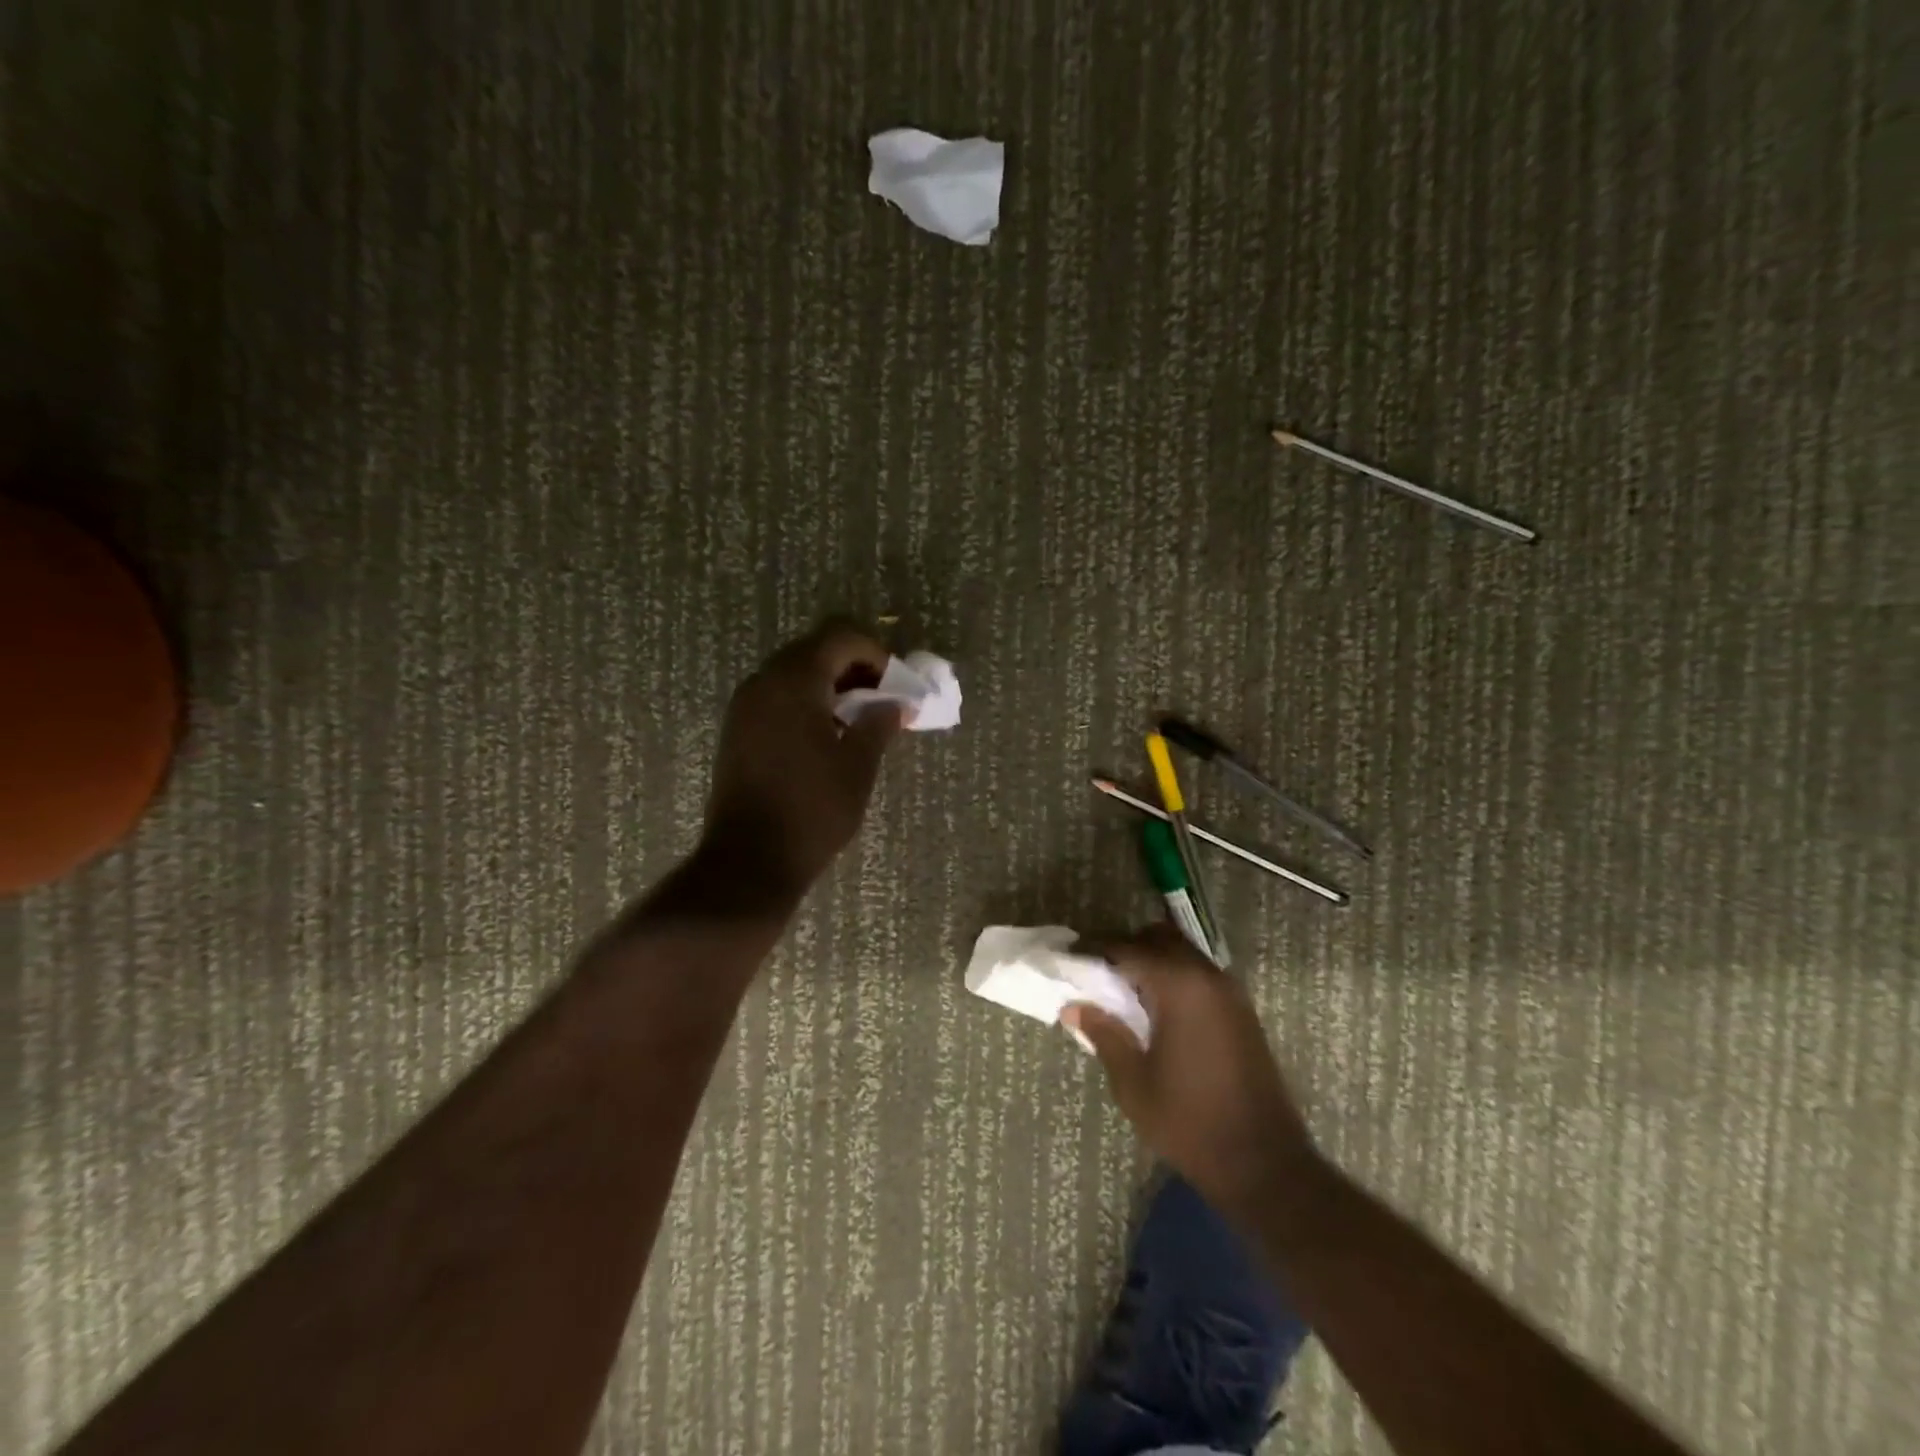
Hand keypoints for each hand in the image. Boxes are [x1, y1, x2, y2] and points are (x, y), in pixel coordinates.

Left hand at [702, 621, 902, 902]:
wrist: (749, 858)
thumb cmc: (813, 808)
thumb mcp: (858, 765)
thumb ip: (879, 723)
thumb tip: (897, 704)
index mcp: (794, 681)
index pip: (839, 638)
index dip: (874, 653)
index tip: (895, 683)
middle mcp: (764, 682)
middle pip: (814, 651)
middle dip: (853, 667)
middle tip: (881, 698)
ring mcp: (745, 706)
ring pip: (793, 674)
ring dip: (829, 685)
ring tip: (858, 719)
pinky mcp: (737, 731)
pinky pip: (777, 698)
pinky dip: (806, 702)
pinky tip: (826, 735)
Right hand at [1064, 925, 1319, 1216]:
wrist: (1264, 1163)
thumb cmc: (1189, 1121)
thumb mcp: (1133, 1082)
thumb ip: (1104, 1034)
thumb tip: (1073, 1006)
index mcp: (1179, 985)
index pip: (1127, 948)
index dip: (1094, 949)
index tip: (1069, 958)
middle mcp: (1207, 976)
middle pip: (1159, 938)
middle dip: (1125, 947)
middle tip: (1097, 972)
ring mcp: (1230, 992)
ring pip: (1182, 953)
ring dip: (1152, 960)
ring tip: (1123, 991)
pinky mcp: (1241, 1011)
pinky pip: (1199, 974)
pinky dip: (1173, 976)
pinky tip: (1156, 1009)